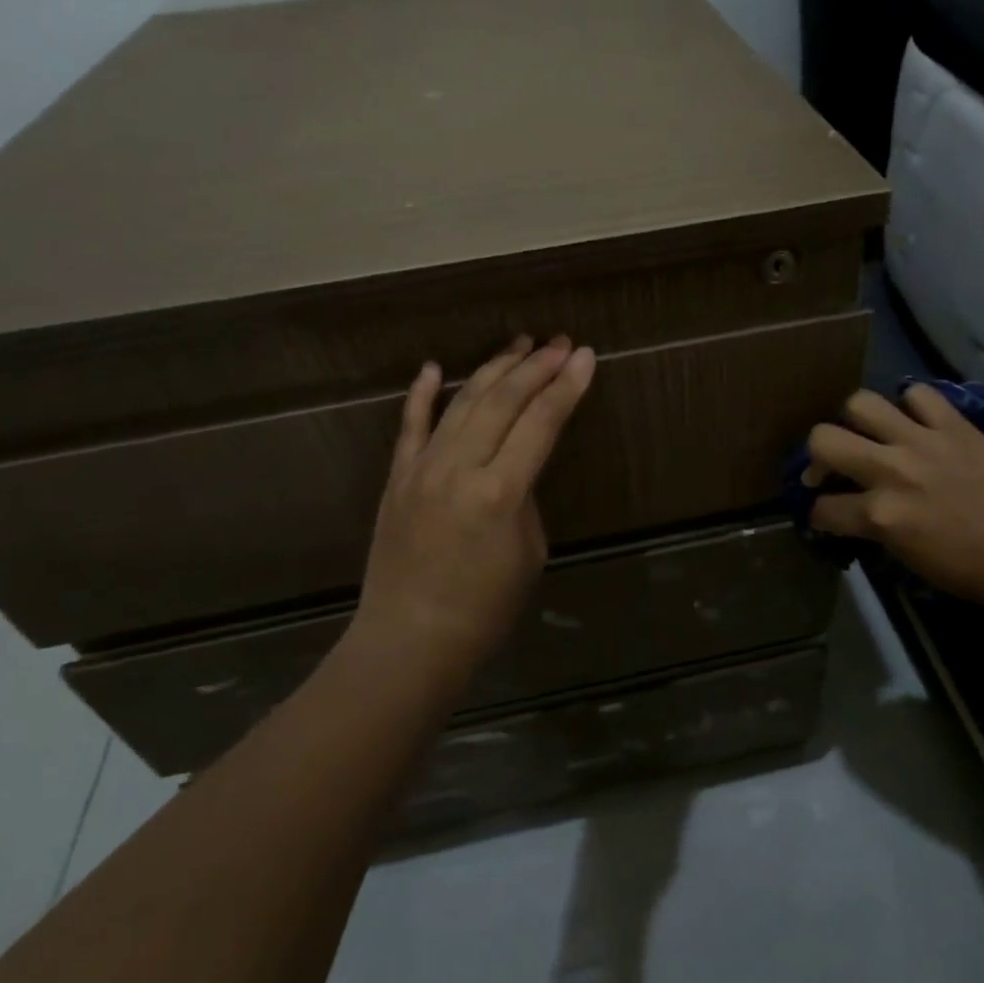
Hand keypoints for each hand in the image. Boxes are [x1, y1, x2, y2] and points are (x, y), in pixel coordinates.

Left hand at [353, 335, 596, 679]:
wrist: (410, 639)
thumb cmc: (484, 608)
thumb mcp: (529, 551)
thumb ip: (524, 496)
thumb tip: (514, 465)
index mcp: (500, 491)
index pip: (541, 422)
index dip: (566, 387)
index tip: (585, 356)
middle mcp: (459, 467)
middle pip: (503, 400)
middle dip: (536, 366)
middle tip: (560, 343)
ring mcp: (422, 468)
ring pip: (462, 402)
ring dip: (493, 369)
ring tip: (519, 344)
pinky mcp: (397, 477)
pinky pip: (410, 425)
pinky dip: (422, 394)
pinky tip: (434, 367)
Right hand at [807, 386, 983, 612]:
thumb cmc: (970, 569)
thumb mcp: (905, 556)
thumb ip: (872, 527)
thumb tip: (850, 511)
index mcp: (880, 515)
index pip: (822, 507)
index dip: (817, 512)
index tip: (824, 513)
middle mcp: (891, 471)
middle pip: (823, 439)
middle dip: (816, 455)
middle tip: (832, 466)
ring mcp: (922, 442)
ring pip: (860, 403)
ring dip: (856, 420)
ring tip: (869, 434)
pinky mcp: (954, 425)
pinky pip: (918, 394)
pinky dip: (912, 404)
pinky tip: (916, 421)